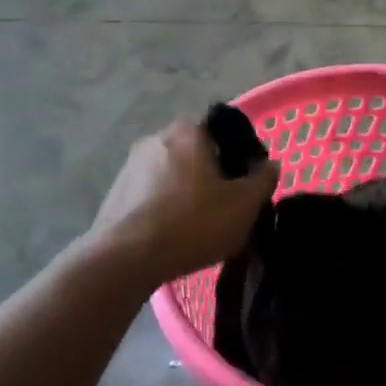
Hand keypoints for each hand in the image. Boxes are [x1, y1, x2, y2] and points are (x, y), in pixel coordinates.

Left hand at [89, 120, 279, 283]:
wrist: (126, 258)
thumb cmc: (193, 223)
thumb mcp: (244, 205)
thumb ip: (263, 180)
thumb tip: (270, 165)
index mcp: (189, 130)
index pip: (223, 127)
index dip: (240, 151)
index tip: (248, 179)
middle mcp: (156, 137)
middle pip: (196, 150)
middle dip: (212, 172)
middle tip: (228, 203)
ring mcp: (130, 165)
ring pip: (172, 172)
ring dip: (187, 190)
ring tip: (200, 223)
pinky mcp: (116, 192)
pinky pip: (151, 193)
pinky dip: (165, 206)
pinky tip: (173, 233)